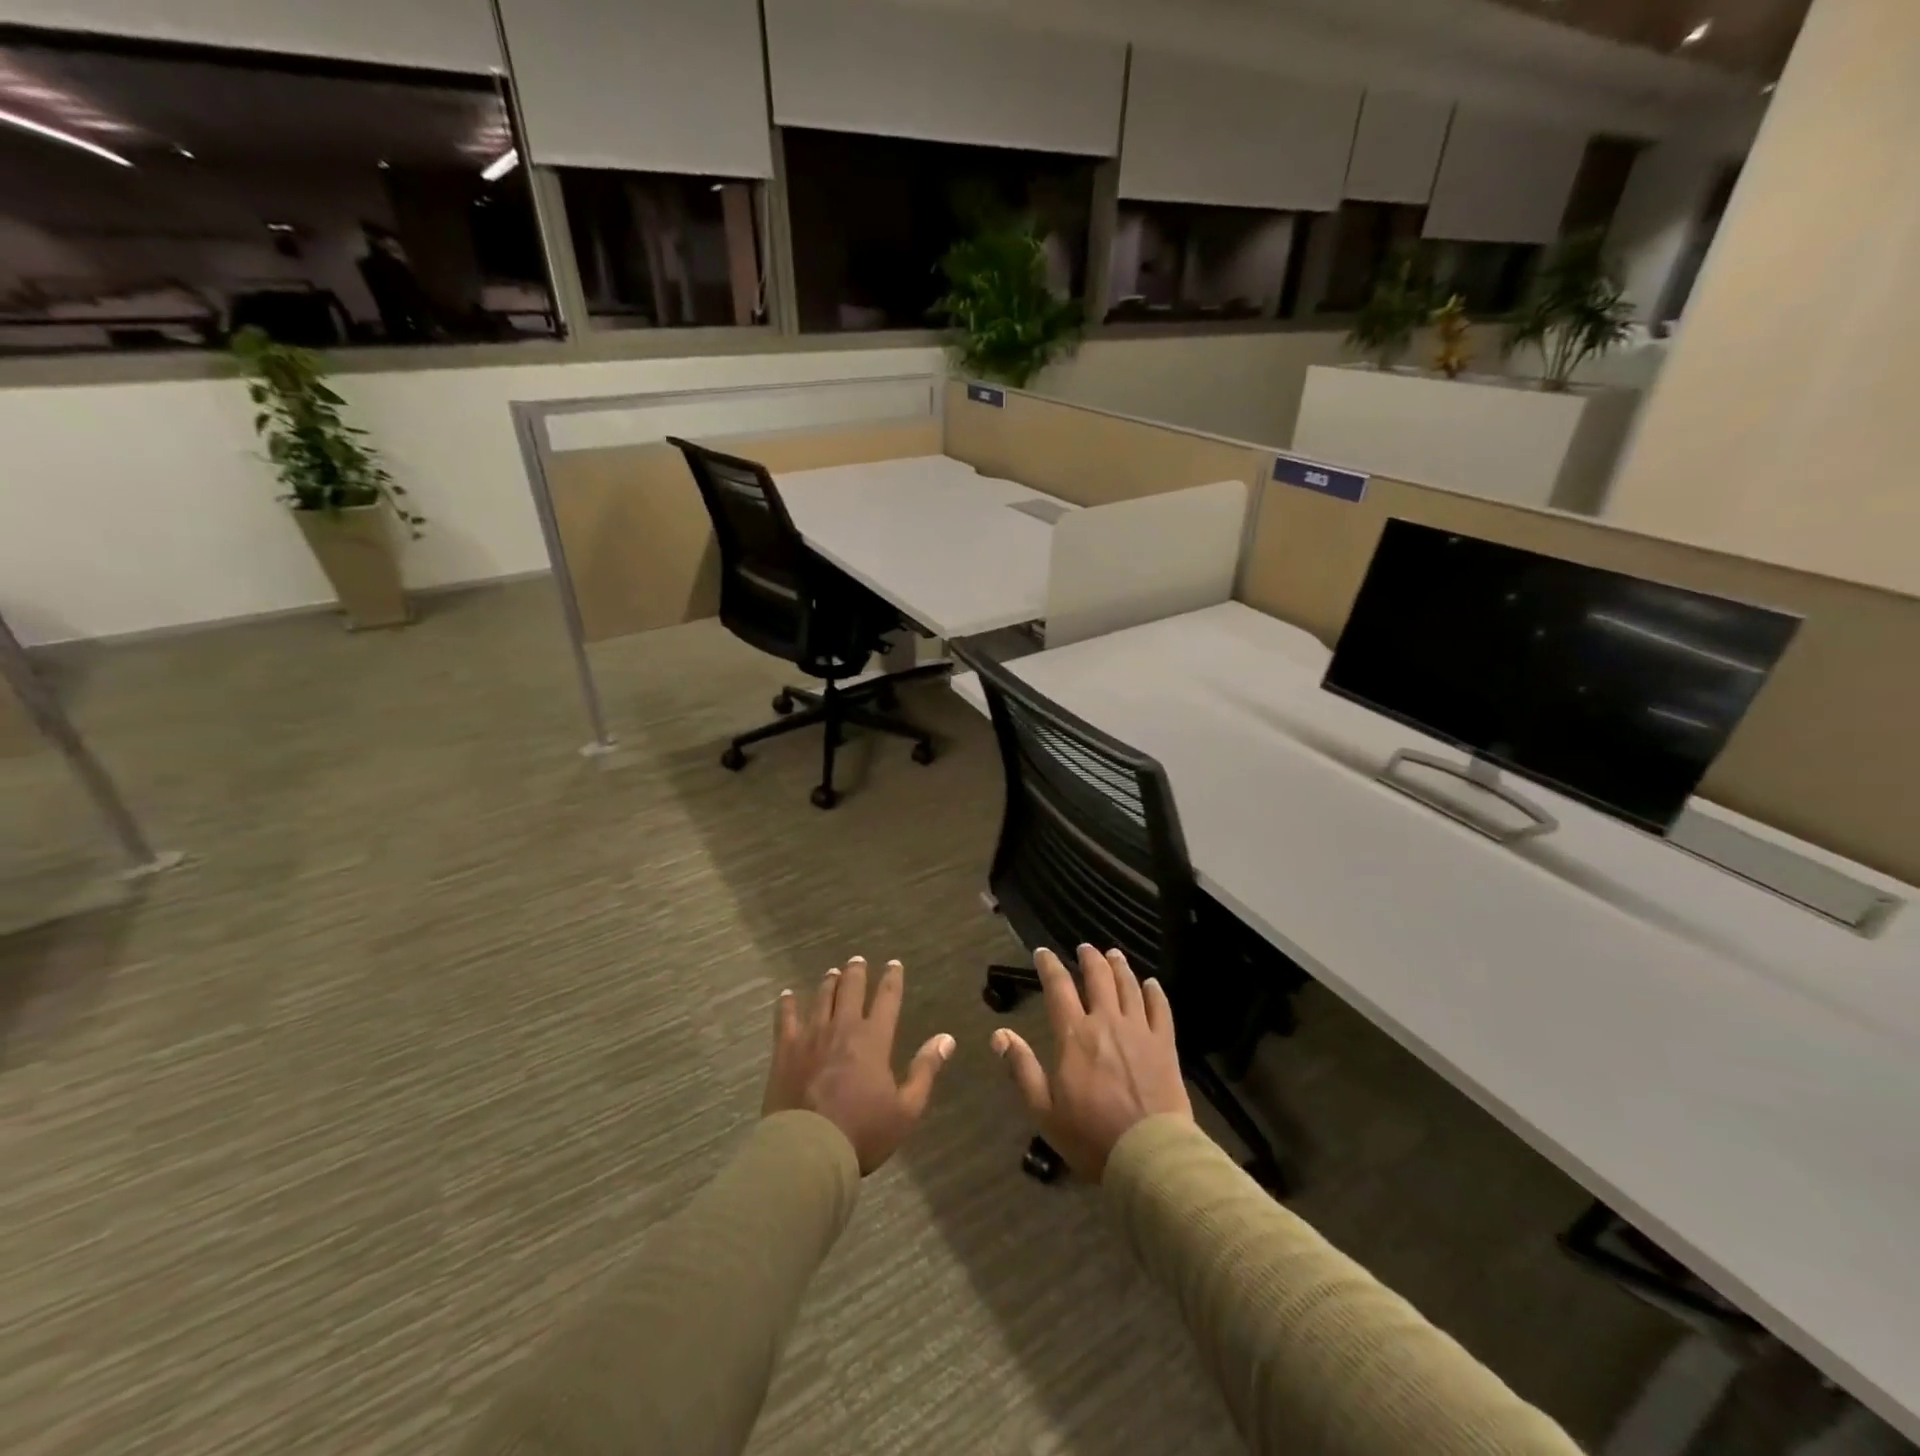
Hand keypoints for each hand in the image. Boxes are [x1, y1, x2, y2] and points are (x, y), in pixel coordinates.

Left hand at [764, 955, 954, 1174]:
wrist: (808, 1151)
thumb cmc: (862, 1132)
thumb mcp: (906, 1109)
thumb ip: (925, 1070)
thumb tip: (946, 1038)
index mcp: (874, 1039)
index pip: (887, 999)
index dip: (892, 979)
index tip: (894, 963)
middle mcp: (843, 1027)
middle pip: (851, 989)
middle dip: (857, 972)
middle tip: (858, 960)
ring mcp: (811, 1036)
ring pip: (822, 998)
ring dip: (829, 982)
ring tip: (833, 972)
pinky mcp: (786, 1050)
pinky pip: (786, 1019)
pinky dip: (787, 1004)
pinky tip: (787, 995)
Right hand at [991, 945, 1192, 1181]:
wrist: (1149, 1155)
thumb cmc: (1090, 1136)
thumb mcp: (1044, 1110)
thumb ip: (1022, 1068)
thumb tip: (999, 1033)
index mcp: (1074, 1034)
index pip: (1058, 987)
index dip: (1049, 965)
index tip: (1042, 952)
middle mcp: (1106, 1021)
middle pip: (1098, 977)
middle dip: (1089, 958)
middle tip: (1084, 948)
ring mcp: (1139, 1030)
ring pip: (1129, 985)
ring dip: (1119, 966)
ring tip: (1114, 955)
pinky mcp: (1165, 1045)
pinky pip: (1161, 1008)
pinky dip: (1155, 991)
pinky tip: (1151, 984)